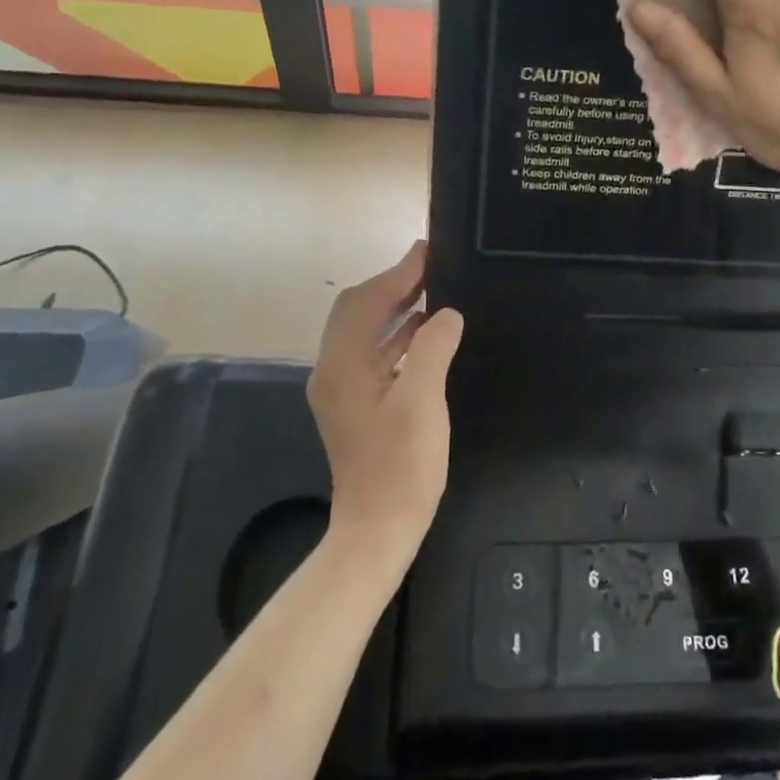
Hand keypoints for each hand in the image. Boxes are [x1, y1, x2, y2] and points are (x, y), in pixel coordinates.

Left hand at [308, 241, 463, 563]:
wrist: (378, 530)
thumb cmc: (402, 466)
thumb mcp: (422, 401)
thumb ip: (432, 347)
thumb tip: (446, 313)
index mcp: (343, 366)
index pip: (366, 302)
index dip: (397, 273)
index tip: (428, 250)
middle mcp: (334, 371)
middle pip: (358, 311)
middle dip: (392, 284)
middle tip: (432, 266)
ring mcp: (343, 389)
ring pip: (365, 331)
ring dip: (395, 307)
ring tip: (434, 289)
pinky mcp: (356, 404)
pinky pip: (375, 352)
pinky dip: (398, 334)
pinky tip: (427, 332)